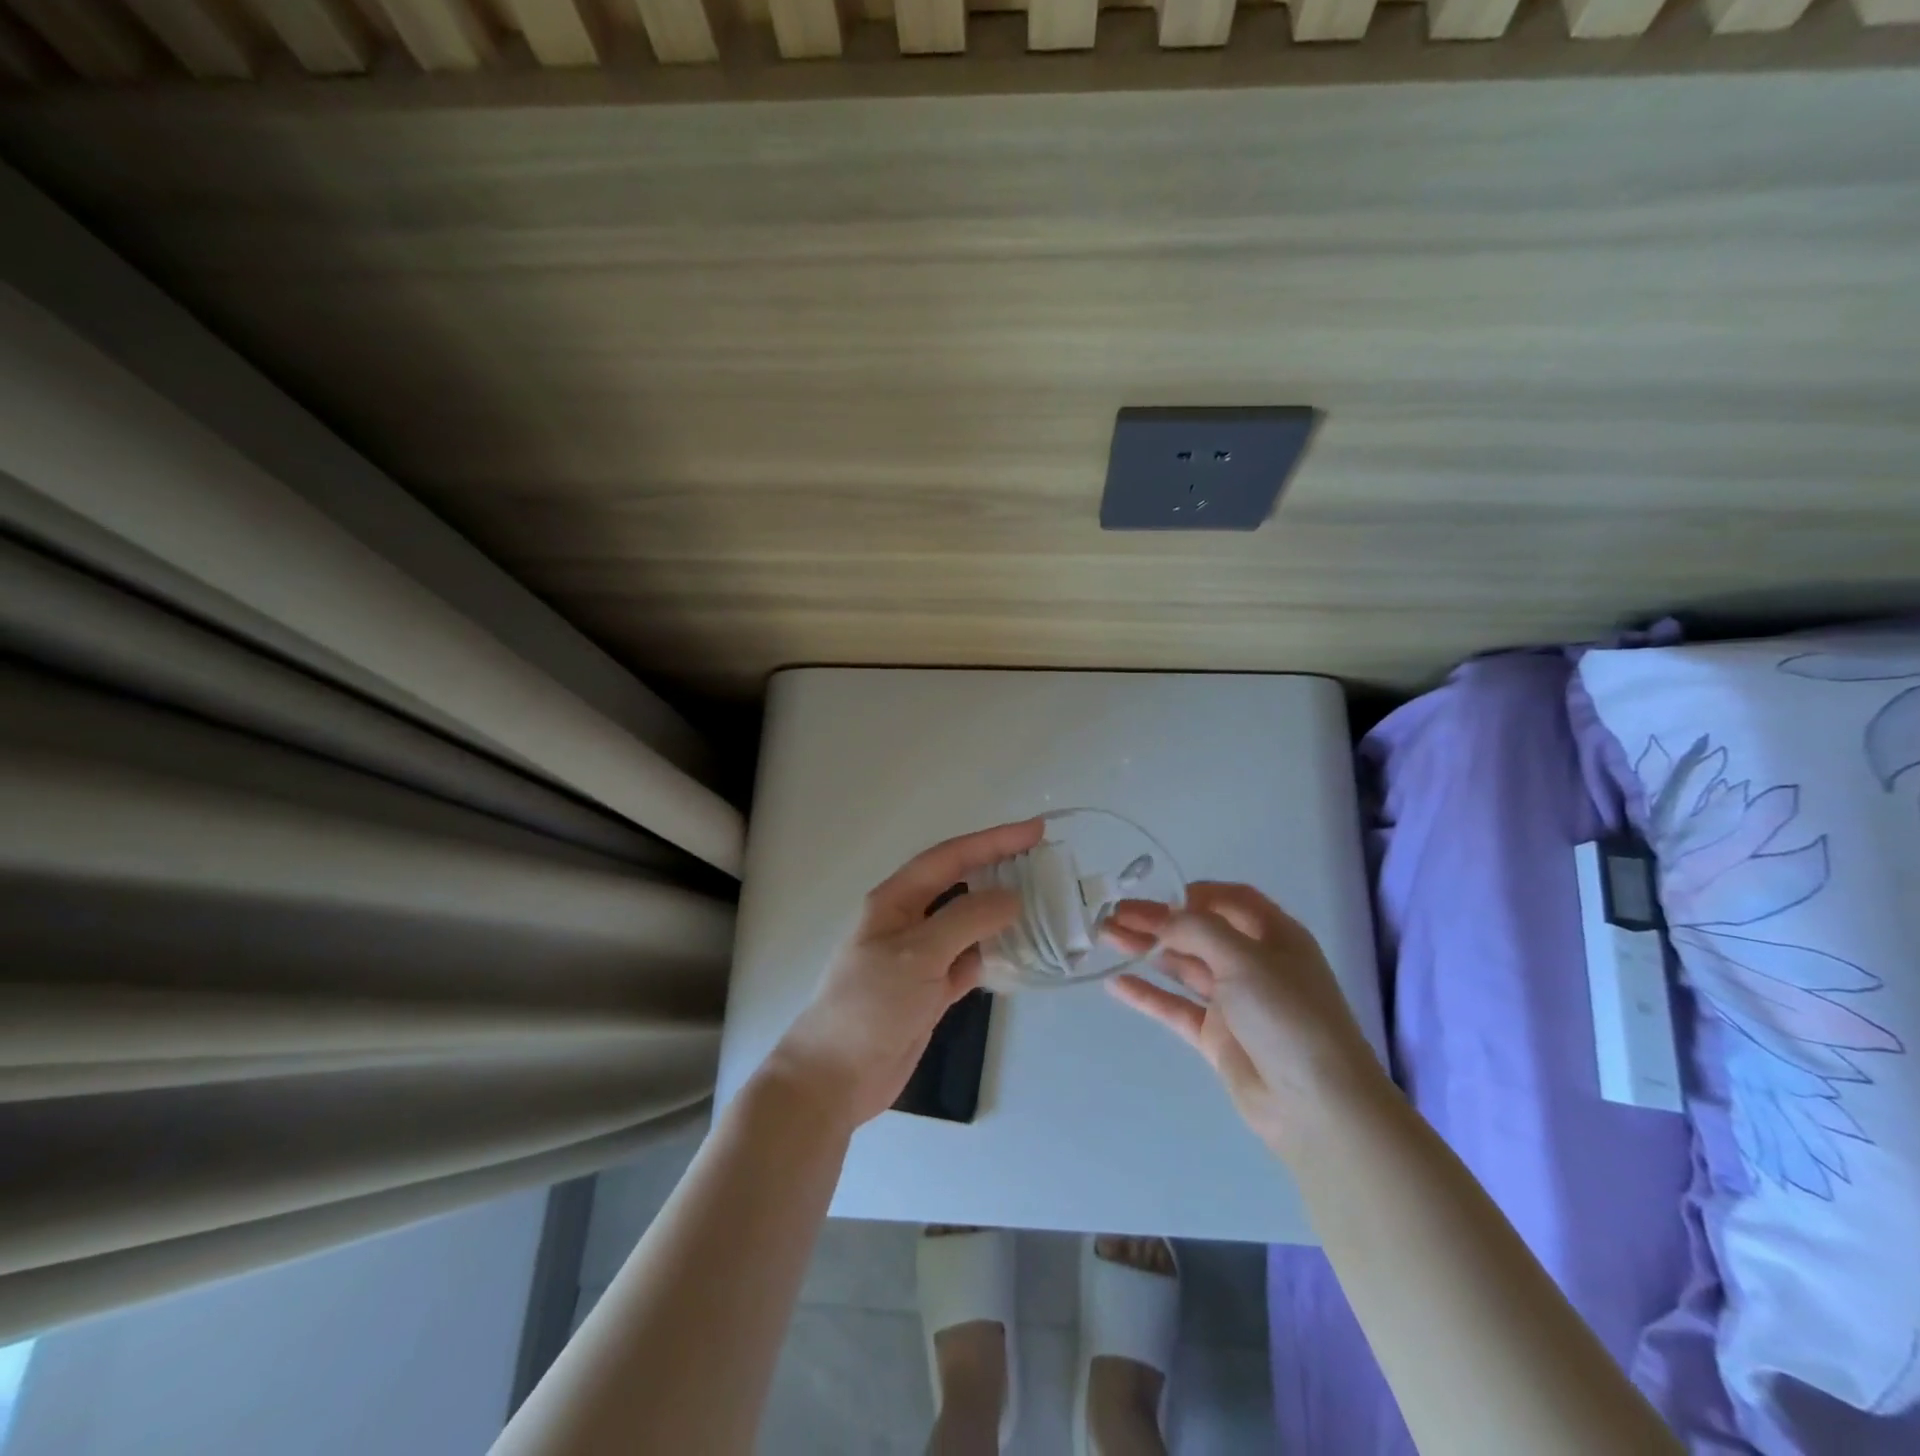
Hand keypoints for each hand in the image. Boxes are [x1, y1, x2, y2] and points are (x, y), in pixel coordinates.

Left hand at [767, 817, 1042, 1126]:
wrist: (836, 1076)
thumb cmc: (870, 1004)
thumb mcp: (918, 954)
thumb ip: (966, 920)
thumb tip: (1011, 897)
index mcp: (895, 900)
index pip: (950, 858)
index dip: (992, 841)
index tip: (1035, 831)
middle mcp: (908, 922)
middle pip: (960, 885)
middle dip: (999, 869)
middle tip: (1045, 862)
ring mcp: (920, 957)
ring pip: (968, 924)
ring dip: (1001, 914)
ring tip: (1043, 904)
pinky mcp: (931, 990)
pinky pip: (970, 961)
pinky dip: (994, 955)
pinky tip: (1022, 952)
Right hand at [1103, 882, 1384, 1150]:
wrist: (1317, 1107)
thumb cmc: (1288, 1016)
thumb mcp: (1245, 959)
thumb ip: (1197, 930)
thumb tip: (1161, 918)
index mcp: (1274, 935)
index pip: (1230, 900)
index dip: (1192, 893)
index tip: (1154, 895)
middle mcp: (1254, 963)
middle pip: (1198, 932)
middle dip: (1156, 920)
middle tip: (1111, 914)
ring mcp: (1235, 1002)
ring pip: (1182, 966)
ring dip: (1146, 950)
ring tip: (1105, 937)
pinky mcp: (1217, 1037)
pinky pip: (1176, 1007)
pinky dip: (1147, 994)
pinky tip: (1116, 984)